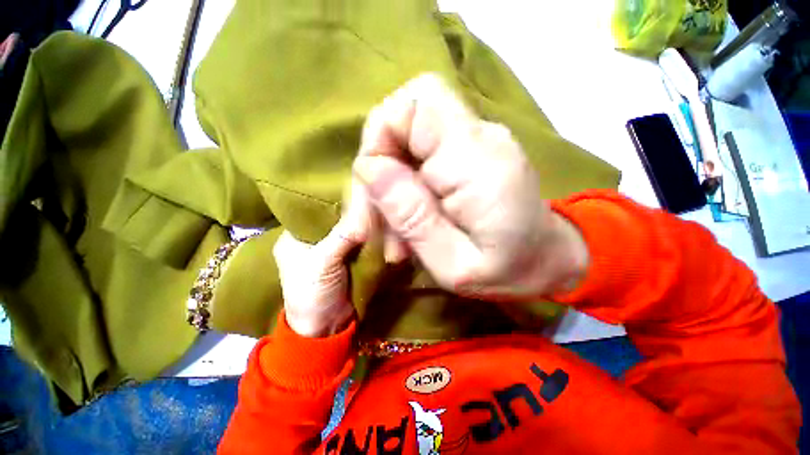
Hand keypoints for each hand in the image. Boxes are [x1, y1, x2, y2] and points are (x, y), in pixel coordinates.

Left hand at [272, 191, 367, 337]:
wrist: (326, 328)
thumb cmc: (312, 294)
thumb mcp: (322, 263)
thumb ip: (343, 235)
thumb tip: (365, 205)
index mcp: (294, 236)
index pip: (314, 209)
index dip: (333, 199)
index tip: (353, 186)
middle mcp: (312, 239)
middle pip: (334, 218)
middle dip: (351, 210)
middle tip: (369, 194)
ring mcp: (332, 249)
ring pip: (348, 229)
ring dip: (361, 222)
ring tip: (376, 205)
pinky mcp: (347, 258)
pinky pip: (358, 241)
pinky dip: (368, 235)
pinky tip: (378, 223)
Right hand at [353, 74, 588, 300]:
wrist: (547, 260)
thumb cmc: (507, 272)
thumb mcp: (453, 265)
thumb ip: (413, 217)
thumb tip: (369, 169)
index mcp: (477, 162)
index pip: (414, 105)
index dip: (378, 141)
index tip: (373, 194)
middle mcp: (478, 138)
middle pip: (404, 117)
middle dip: (376, 169)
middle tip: (373, 223)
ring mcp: (474, 141)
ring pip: (406, 138)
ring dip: (387, 185)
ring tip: (394, 238)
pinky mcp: (468, 152)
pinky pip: (418, 156)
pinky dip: (402, 187)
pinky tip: (407, 225)